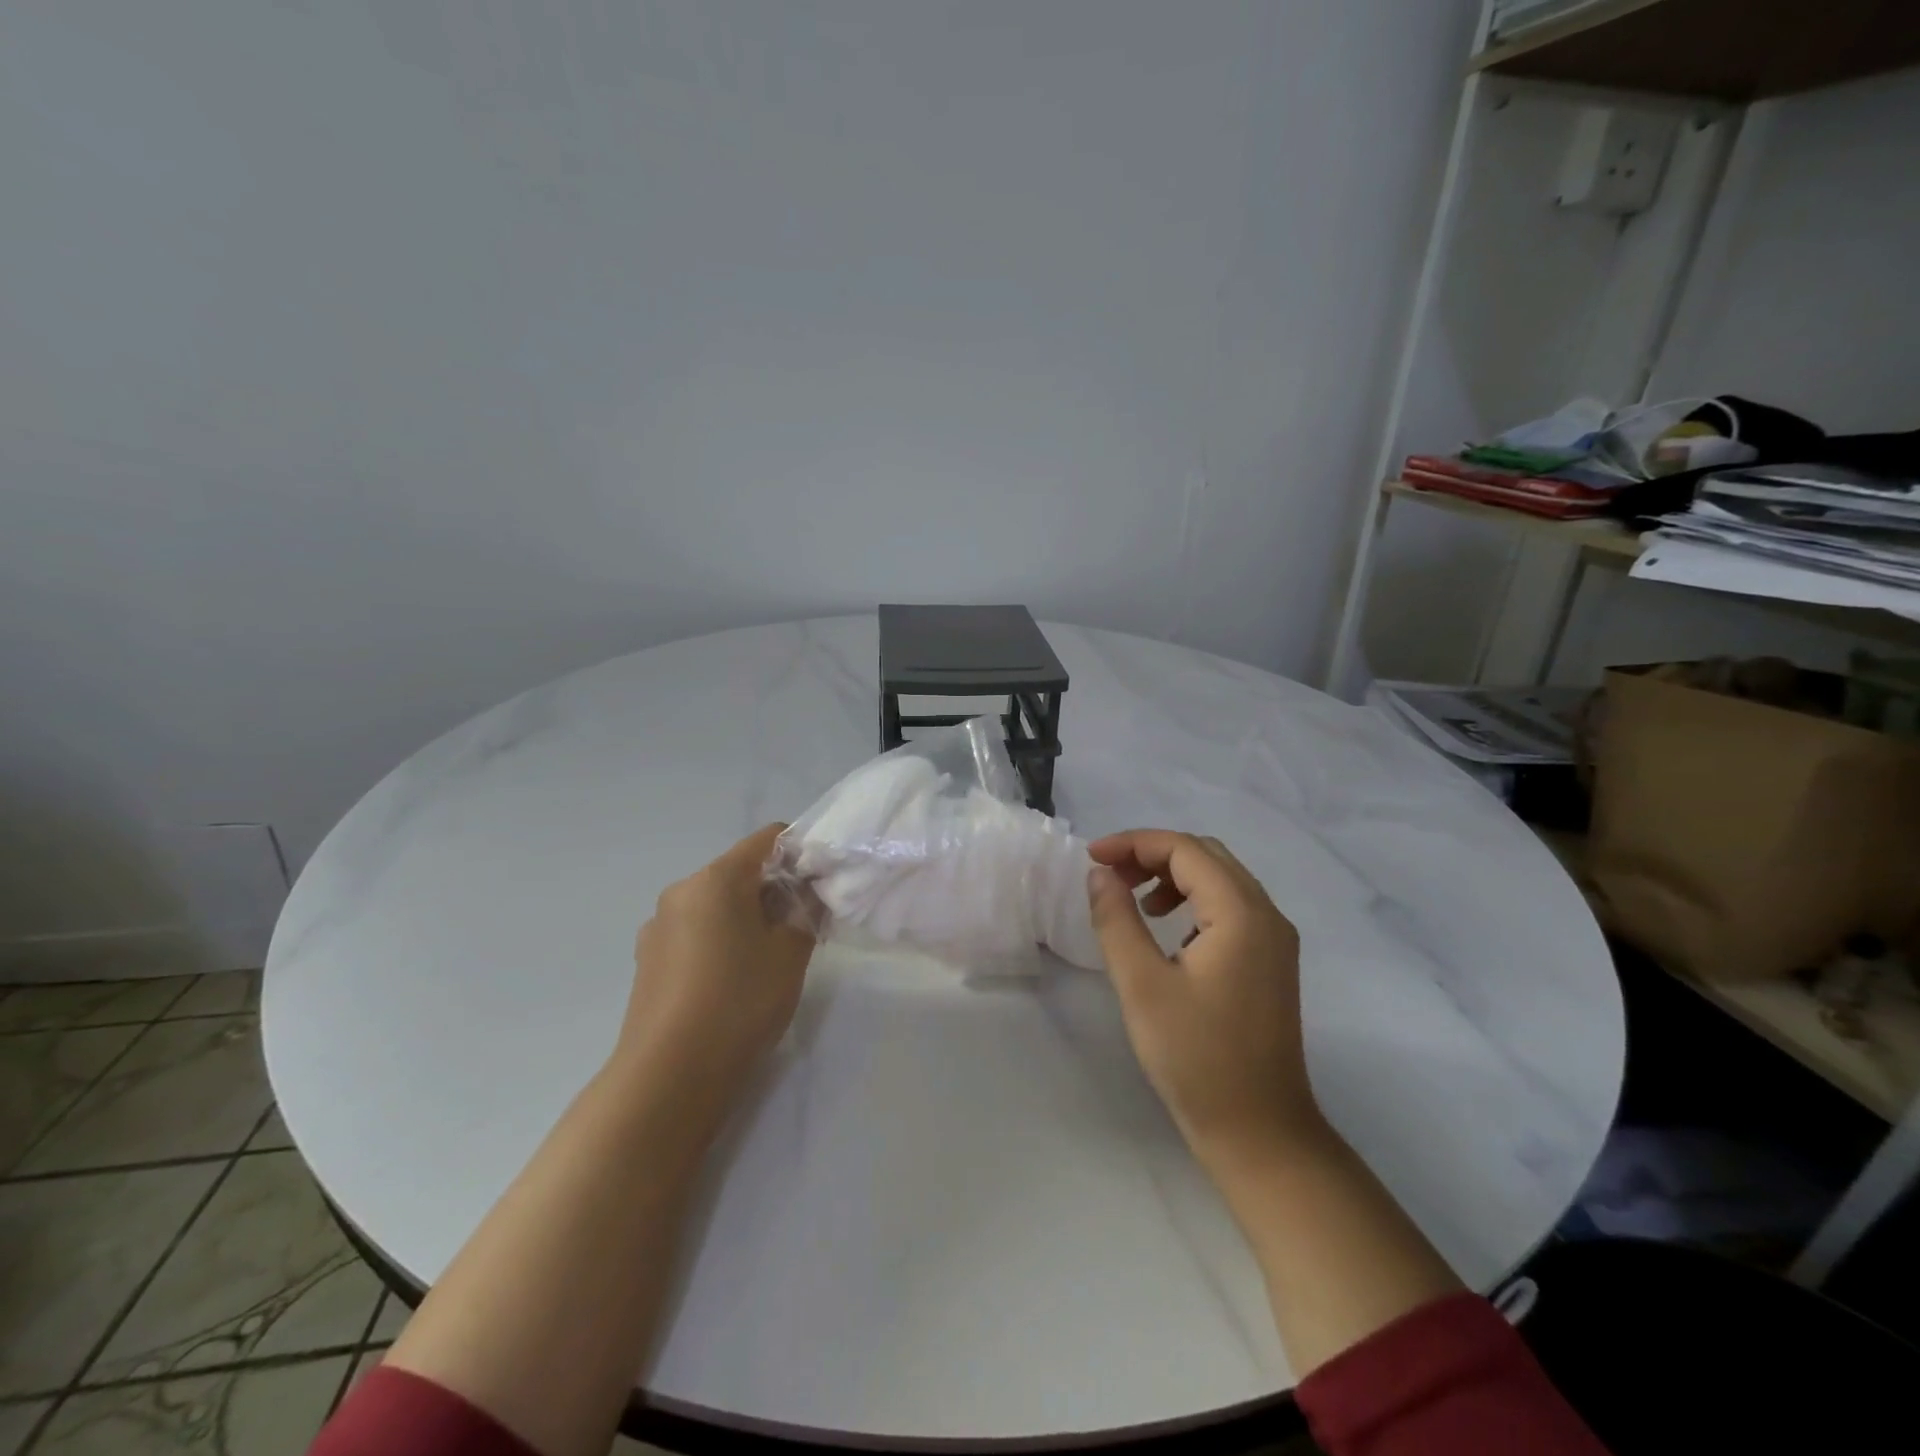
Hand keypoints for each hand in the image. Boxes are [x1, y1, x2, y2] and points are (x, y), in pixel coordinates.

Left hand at [616, 823, 815, 1126]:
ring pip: (716, 905)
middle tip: (803, 928)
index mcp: (715, 878)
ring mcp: (658, 928)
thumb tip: (810, 892)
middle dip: (775, 891)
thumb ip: (807, 911)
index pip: (768, 839)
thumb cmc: (739, 1001)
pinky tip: (733, 982)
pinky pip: (695, 933)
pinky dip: (720, 941)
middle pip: (740, 872)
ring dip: (747, 918)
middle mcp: (681, 892)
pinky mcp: (648, 961)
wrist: (669, 1076)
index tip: (822, 885)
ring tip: (768, 961)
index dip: (802, 853)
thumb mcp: (791, 953)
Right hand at [1086, 830, 1321, 1171]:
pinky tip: (1169, 933)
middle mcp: (1267, 915)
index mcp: (1241, 913)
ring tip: (1136, 904)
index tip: (1091, 858)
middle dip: (1152, 855)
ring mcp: (1275, 940)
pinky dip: (1194, 901)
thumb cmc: (1196, 1058)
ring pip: (1220, 880)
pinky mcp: (1271, 963)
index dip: (1134, 843)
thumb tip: (1101, 875)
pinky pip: (1231, 908)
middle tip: (1109, 876)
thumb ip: (1117, 920)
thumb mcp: (1141, 985)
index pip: (1184, 849)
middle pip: (1206, 856)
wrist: (1260, 1133)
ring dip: (1173, 876)